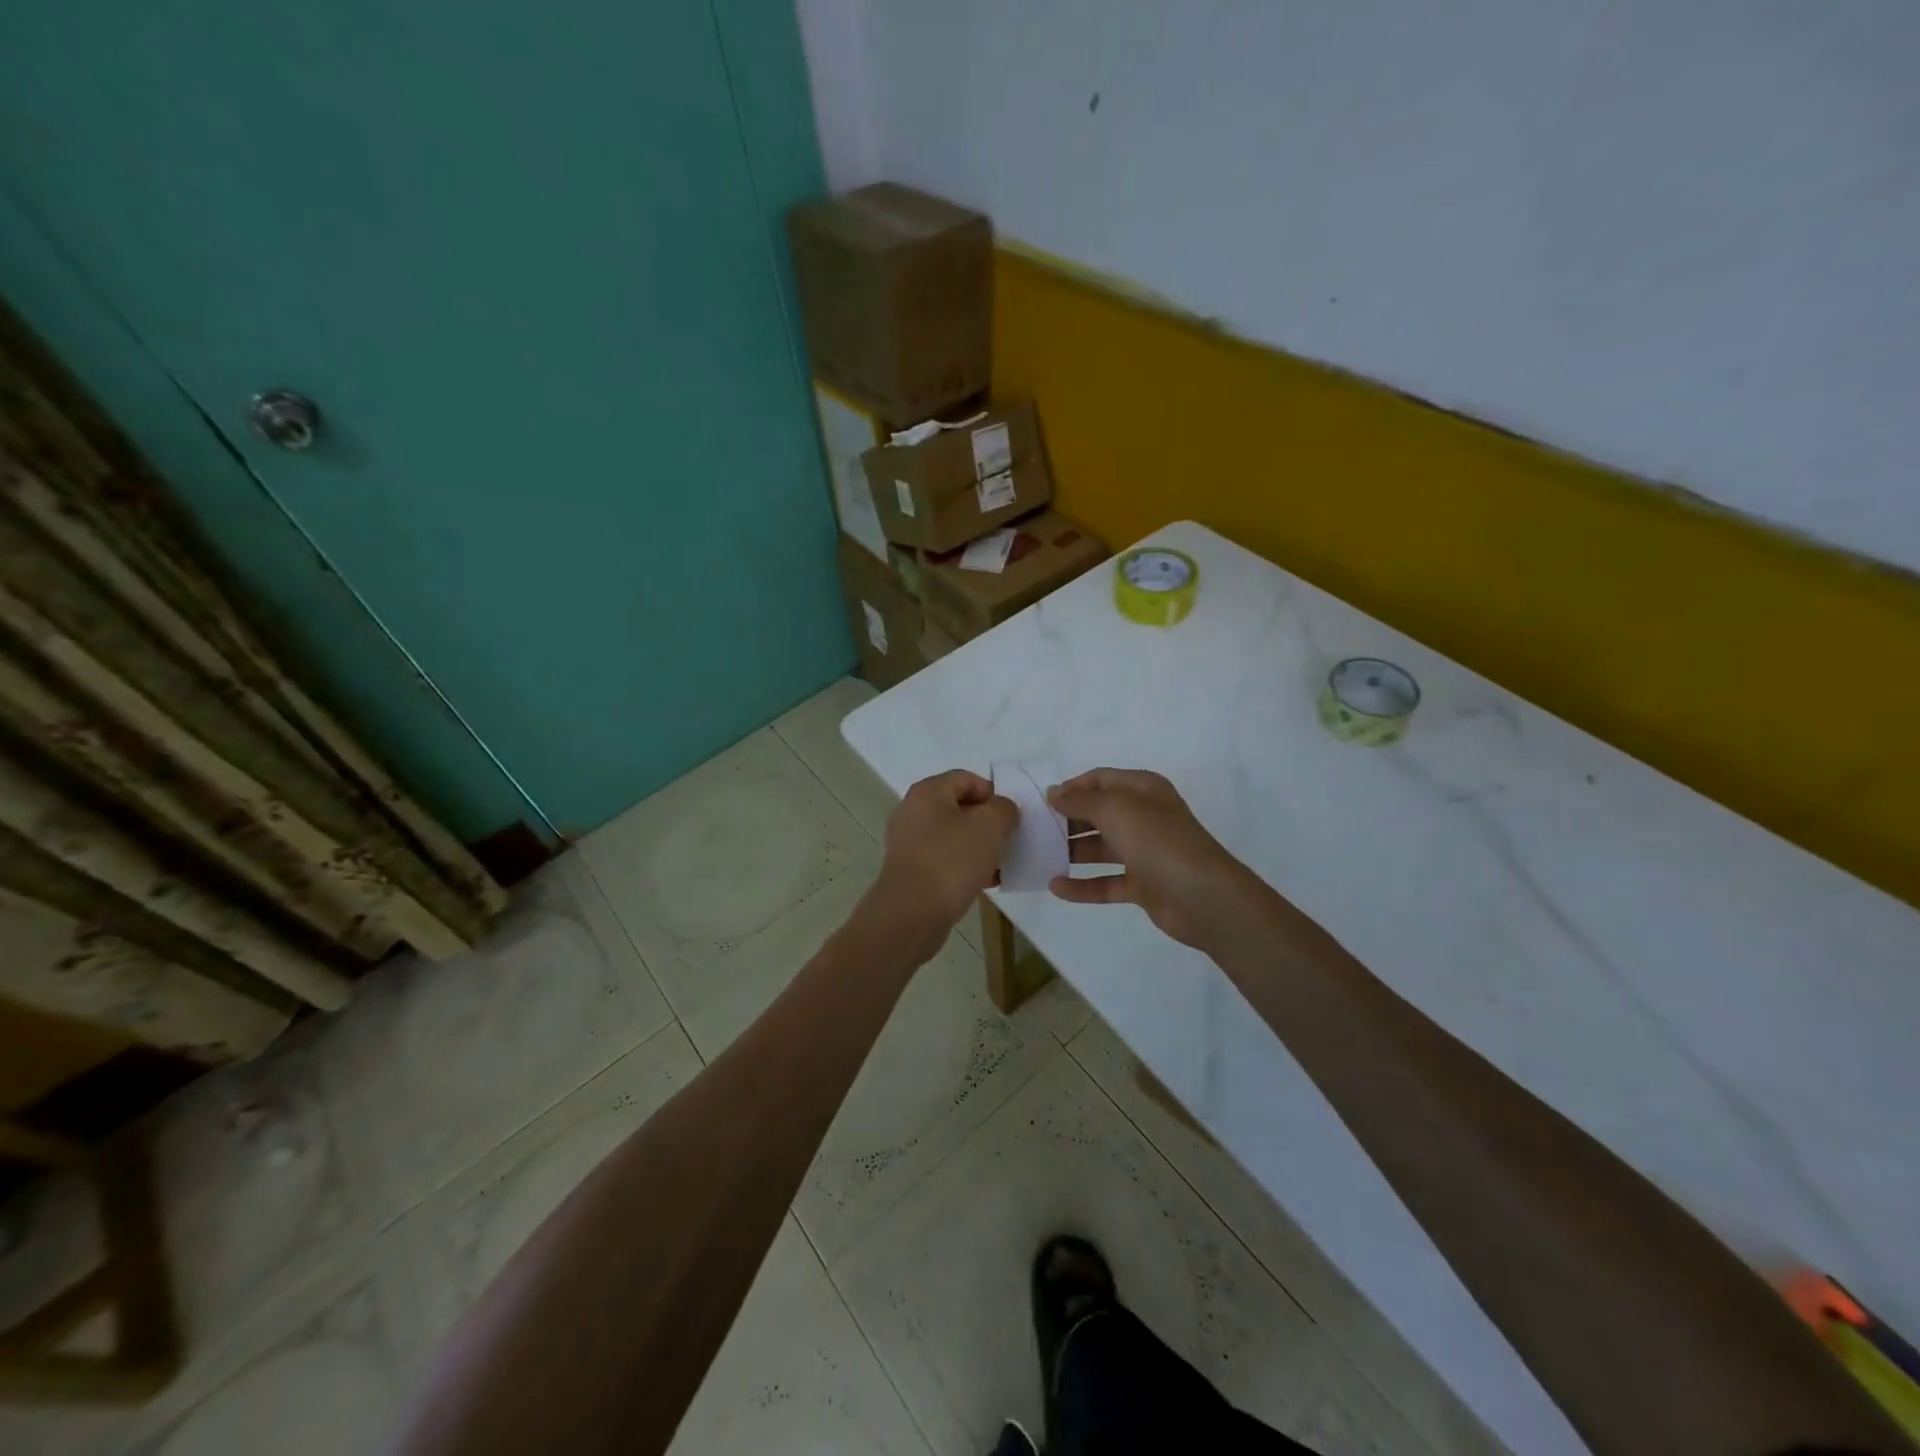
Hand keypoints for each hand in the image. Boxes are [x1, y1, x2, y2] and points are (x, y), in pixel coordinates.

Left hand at [870, 769, 1017, 944]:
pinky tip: (986, 882)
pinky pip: (945, 858)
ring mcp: (909, 842)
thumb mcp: (990, 826)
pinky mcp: (911, 869)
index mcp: (927, 792)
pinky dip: (966, 865)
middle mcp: (913, 811)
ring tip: (1001, 864)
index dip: (993, 793)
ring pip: (953, 835)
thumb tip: (1001, 809)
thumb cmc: (951, 862)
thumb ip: (1003, 808)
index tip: (1010, 817)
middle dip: (988, 822)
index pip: (966, 778)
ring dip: (979, 846)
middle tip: (1008, 840)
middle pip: (959, 807)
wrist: (911, 915)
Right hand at [1046, 769, 1248, 949]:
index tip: (1042, 802)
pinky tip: (1055, 887)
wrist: (1202, 896)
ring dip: (1071, 852)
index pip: (1101, 779)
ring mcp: (1144, 852)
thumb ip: (1080, 801)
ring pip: (1100, 848)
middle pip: (1098, 813)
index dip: (1072, 787)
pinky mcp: (1143, 885)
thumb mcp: (1115, 809)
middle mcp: (1144, 816)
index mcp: (1143, 790)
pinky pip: (1106, 882)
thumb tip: (1053, 793)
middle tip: (1035, 830)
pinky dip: (1082, 886)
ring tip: (1038, 857)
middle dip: (1068, 820)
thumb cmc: (1157, 840)